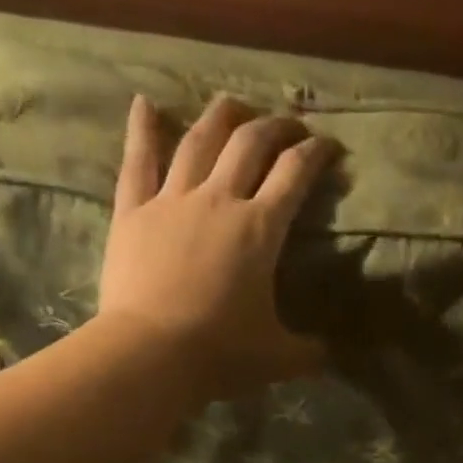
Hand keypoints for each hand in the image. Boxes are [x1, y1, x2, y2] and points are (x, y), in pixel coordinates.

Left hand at [98, 93, 335, 401]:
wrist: (152, 355)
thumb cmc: (221, 354)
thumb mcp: (279, 359)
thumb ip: (308, 352)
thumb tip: (327, 354)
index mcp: (260, 229)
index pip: (295, 174)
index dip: (316, 153)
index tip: (329, 146)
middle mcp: (219, 200)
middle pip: (250, 143)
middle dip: (275, 126)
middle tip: (289, 125)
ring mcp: (171, 201)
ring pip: (199, 140)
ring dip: (220, 116)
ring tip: (234, 104)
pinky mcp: (133, 213)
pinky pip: (137, 162)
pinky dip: (142, 130)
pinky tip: (145, 103)